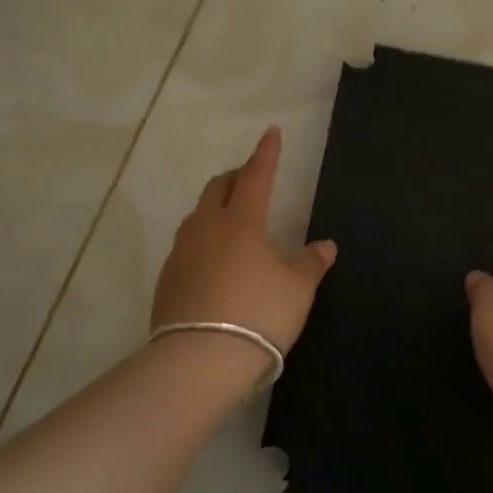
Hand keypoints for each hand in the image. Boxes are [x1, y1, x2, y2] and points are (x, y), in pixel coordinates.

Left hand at [151, 126, 336, 354]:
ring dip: (216, 207)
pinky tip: (213, 260)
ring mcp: (182, 252)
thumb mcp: (297, 290)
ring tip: (231, 218)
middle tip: (251, 178)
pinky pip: (187, 245)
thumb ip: (311, 264)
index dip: (266, 154)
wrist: (198, 360)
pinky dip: (203, 239)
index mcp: (242, 222)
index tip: (271, 132)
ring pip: (198, 215)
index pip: (257, 176)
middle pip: (219, 188)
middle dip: (237, 177)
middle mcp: (207, 228)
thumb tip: (324, 245)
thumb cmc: (258, 315)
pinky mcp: (167, 279)